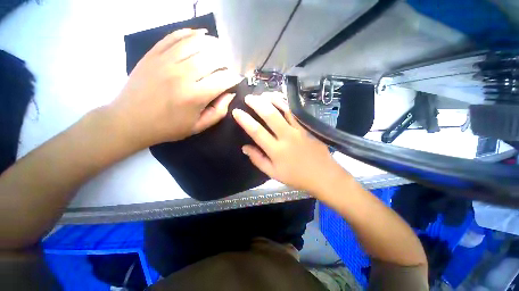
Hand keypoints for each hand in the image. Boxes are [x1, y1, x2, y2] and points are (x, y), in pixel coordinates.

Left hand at [108, 28, 241, 147]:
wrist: (130, 120)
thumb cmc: (168, 127)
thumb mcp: (199, 127)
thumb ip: (218, 112)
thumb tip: (230, 94)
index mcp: (195, 96)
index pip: (223, 79)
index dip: (234, 77)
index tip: (237, 79)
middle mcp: (183, 75)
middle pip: (212, 57)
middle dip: (226, 60)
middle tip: (228, 66)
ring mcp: (166, 61)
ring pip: (196, 42)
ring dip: (212, 44)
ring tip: (219, 48)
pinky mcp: (154, 54)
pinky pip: (175, 36)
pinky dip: (190, 33)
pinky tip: (199, 34)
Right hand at [232, 93, 346, 194]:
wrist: (323, 175)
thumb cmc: (296, 177)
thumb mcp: (273, 173)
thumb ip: (258, 160)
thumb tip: (245, 148)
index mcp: (276, 150)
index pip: (257, 132)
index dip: (245, 120)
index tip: (236, 112)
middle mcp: (287, 137)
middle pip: (270, 115)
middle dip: (257, 104)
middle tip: (248, 97)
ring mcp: (299, 130)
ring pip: (284, 109)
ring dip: (272, 99)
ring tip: (263, 94)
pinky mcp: (307, 127)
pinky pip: (295, 112)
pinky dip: (286, 103)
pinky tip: (280, 98)